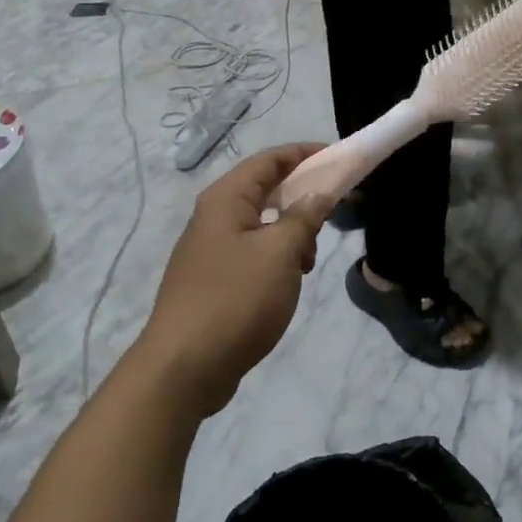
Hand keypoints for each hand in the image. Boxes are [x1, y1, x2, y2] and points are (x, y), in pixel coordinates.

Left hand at [135, 146, 333, 418]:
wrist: (184, 367)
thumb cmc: (235, 299)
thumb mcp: (280, 253)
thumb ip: (303, 217)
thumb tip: (318, 194)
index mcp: (225, 199)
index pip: (269, 160)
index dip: (304, 154)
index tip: (338, 158)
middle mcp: (213, 217)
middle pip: (264, 190)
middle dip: (301, 198)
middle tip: (332, 217)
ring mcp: (210, 250)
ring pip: (260, 225)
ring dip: (290, 234)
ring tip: (307, 262)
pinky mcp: (212, 280)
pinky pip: (252, 253)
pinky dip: (276, 258)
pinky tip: (288, 283)